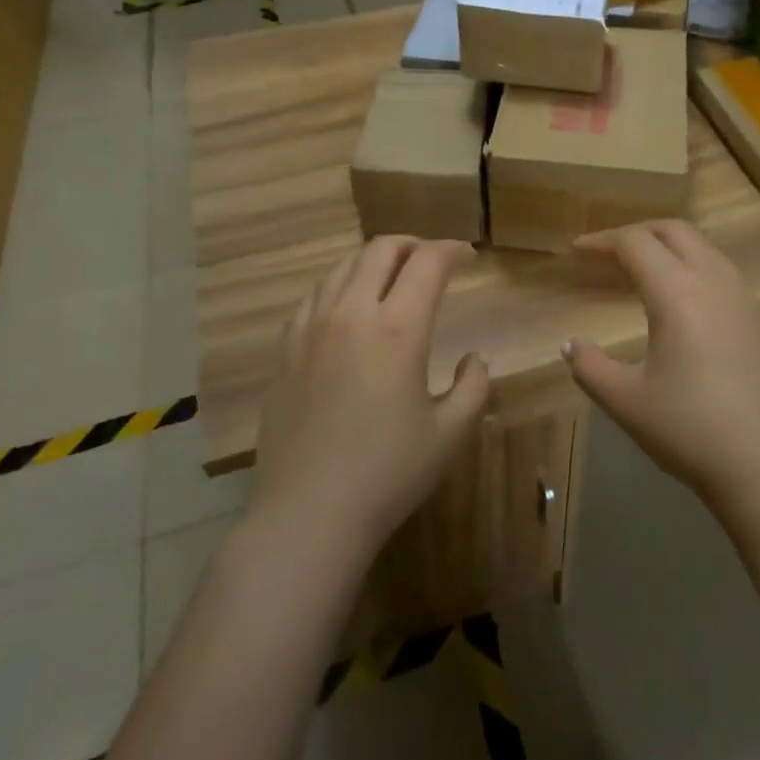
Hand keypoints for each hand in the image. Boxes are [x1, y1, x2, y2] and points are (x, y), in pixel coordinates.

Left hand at [249, 236, 489, 559]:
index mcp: (398, 328)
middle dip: (412, 245)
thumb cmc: (389, 473)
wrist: (309, 513)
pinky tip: (347, 310)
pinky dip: (340, 287)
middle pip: (381, 250)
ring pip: (343, 267)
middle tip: (431, 261)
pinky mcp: (285, 349)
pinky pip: (314, 296)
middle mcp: (351, 313)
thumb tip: (474, 357)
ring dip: (374, 262)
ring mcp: (311, 328)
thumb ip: (474, 386)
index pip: (428, 262)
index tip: (466, 257)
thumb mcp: (450, 433)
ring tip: (391, 279)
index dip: (451, 250)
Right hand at [564, 220, 759, 526]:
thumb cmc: (691, 431)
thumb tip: (571, 345)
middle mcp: (715, 282)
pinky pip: (722, 274)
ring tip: (641, 272)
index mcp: (678, 292)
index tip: (577, 250)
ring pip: (704, 249)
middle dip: (637, 232)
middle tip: (607, 252)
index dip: (602, 240)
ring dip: (669, 248)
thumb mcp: (626, 401)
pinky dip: (692, 269)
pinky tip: (681, 304)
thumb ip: (590, 366)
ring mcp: (746, 300)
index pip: (635, 243)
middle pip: (674, 231)